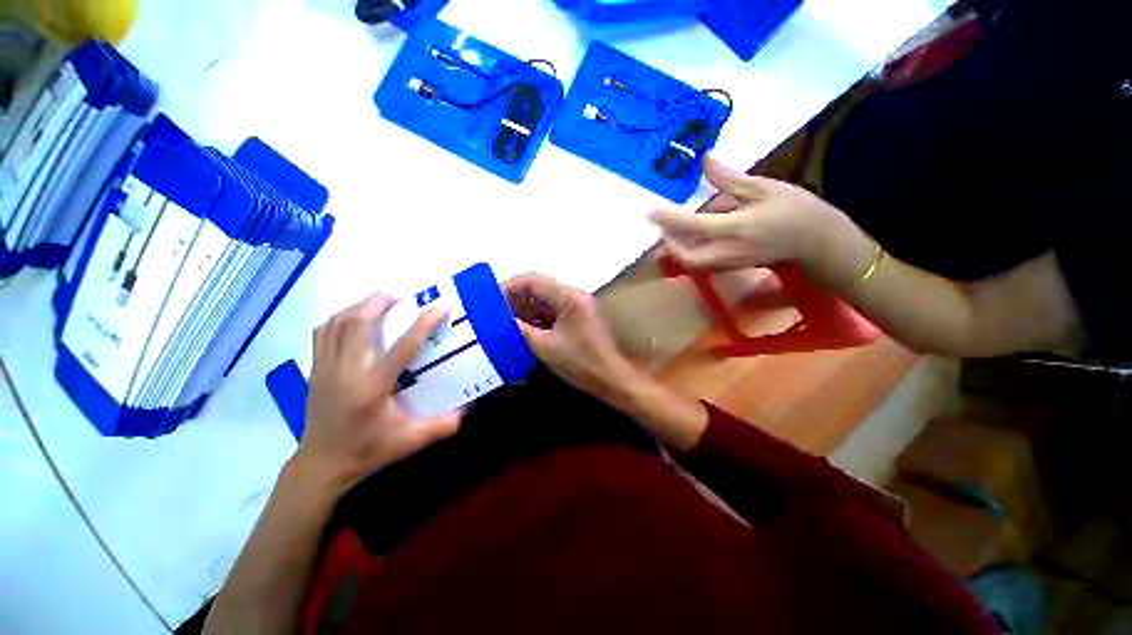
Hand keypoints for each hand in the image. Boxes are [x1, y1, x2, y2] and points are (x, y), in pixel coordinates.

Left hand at [294, 294, 461, 493]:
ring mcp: (326, 369)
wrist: (322, 463)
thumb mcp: (409, 442)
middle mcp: (347, 371)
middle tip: (399, 295)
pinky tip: (351, 319)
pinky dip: (338, 319)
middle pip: (359, 323)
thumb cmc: (368, 450)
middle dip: (379, 303)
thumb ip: (441, 426)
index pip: (403, 347)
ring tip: (378, 301)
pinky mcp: (315, 370)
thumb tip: (468, 410)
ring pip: (337, 324)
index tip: (440, 305)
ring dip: (358, 306)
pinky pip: (322, 333)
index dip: (424, 323)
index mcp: (373, 387)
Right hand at [505, 273, 637, 404]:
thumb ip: (519, 329)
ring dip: (525, 309)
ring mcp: (577, 305)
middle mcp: (574, 295)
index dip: (508, 287)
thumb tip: (498, 319)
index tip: (490, 301)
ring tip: (506, 323)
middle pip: (538, 287)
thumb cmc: (580, 363)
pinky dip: (537, 318)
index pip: (532, 280)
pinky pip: (552, 310)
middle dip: (515, 299)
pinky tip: (524, 330)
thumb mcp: (544, 347)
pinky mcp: (578, 316)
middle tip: (496, 314)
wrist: (611, 379)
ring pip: (544, 299)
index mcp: (568, 297)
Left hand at [649, 157, 867, 286]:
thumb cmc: (795, 210)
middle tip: (660, 227)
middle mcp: (728, 251)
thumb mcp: (764, 188)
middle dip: (669, 244)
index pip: (693, 226)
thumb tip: (705, 160)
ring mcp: (729, 263)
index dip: (669, 219)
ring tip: (670, 230)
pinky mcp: (733, 266)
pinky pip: (704, 262)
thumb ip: (730, 179)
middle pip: (687, 257)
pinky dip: (691, 251)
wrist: (817, 242)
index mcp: (736, 228)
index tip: (650, 212)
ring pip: (693, 262)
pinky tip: (690, 236)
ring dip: (678, 249)